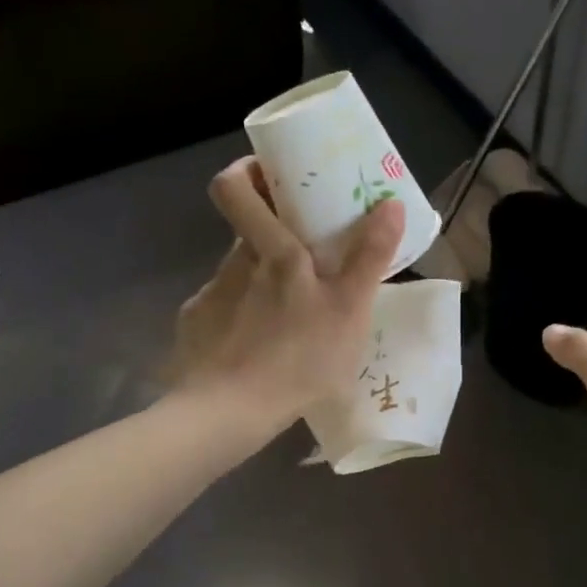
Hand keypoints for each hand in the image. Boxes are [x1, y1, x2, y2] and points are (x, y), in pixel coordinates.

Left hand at [172, 157, 402, 435]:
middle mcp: (232, 266)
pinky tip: (257, 350)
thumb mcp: (349, 311)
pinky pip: (221, 312)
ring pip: (237, 276)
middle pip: (245, 234)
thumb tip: (391, 204)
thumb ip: (370, 257)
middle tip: (306, 260)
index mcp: (270, 253)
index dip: (245, 172)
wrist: (227, 415)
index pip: (233, 188)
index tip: (269, 175)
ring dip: (261, 285)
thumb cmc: (297, 358)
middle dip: (273, 237)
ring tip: (288, 320)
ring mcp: (208, 298)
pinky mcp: (194, 331)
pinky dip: (240, 320)